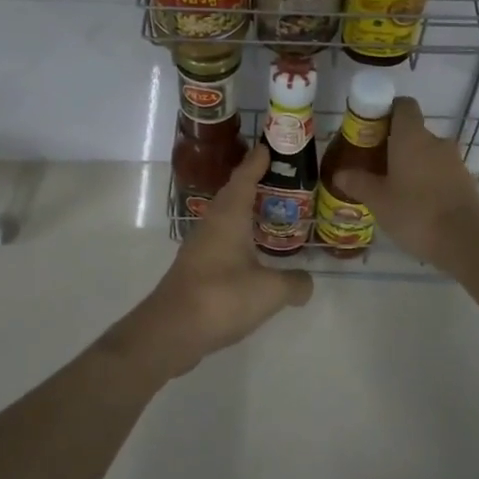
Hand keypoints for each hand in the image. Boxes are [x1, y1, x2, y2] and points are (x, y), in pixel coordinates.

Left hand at [111, 143, 312, 380]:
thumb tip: (307, 282)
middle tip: (277, 180)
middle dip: (252, 185)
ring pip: (225, 221)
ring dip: (244, 214)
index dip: (256, 162)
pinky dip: (239, 240)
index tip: (267, 146)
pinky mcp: (195, 271)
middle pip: (233, 196)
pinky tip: (253, 256)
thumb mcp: (271, 291)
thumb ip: (294, 283)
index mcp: (229, 217)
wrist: (171, 331)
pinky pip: (221, 244)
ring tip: (269, 215)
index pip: (244, 178)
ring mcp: (199, 248)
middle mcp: (211, 225)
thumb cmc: (222, 298)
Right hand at [332, 97, 478, 270]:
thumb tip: (340, 173)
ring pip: (427, 154)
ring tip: (393, 189)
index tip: (371, 129)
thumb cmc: (415, 212)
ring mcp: (454, 161)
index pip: (403, 105)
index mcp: (411, 136)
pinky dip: (427, 181)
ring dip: (412, 165)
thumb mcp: (378, 200)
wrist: (465, 240)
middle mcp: (435, 141)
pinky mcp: (465, 181)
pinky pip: (440, 172)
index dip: (387, 111)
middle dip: (394, 145)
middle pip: (413, 132)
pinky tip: (415, 204)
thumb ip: (358, 183)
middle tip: (375, 166)